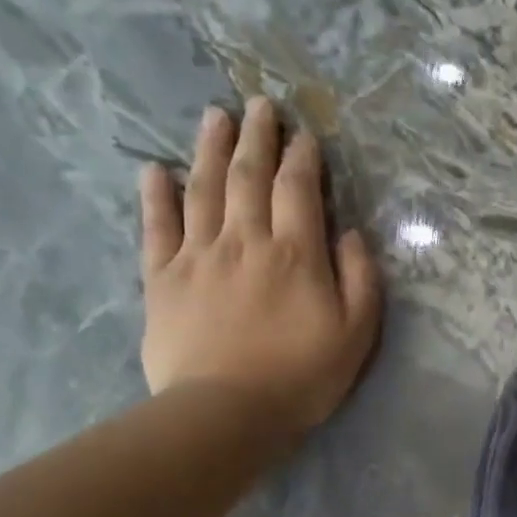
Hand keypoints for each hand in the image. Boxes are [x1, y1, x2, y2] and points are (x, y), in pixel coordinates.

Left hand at [139, 98, 381, 433]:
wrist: (226, 412)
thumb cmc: (302, 376)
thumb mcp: (356, 334)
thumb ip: (360, 279)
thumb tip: (352, 234)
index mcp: (295, 253)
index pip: (297, 190)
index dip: (302, 158)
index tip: (304, 135)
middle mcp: (245, 241)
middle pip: (248, 176)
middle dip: (257, 136)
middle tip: (259, 104)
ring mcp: (198, 256)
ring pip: (203, 189)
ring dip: (210, 149)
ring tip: (215, 116)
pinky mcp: (162, 279)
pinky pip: (157, 227)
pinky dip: (156, 195)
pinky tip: (156, 170)